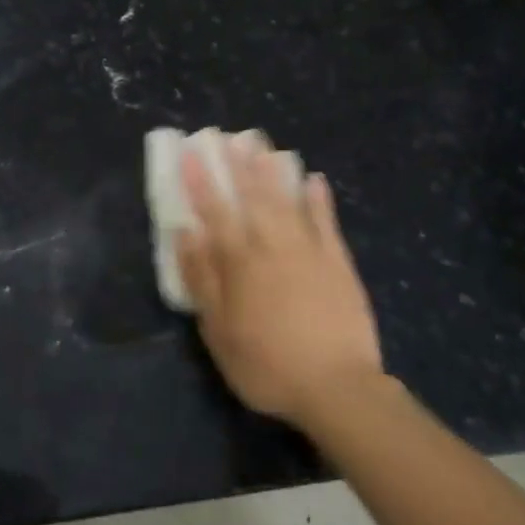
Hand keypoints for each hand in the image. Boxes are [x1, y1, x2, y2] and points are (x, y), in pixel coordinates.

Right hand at [176, 138, 385, 428]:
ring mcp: (309, 251)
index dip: (201, 181)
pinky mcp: (338, 263)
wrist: (336, 386)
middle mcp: (272, 246)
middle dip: (239, 165)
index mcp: (240, 262)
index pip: (215, 212)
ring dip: (273, 172)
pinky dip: (319, 200)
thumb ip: (202, 278)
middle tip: (231, 137)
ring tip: (264, 146)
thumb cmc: (266, 364)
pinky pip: (326, 222)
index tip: (191, 153)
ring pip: (287, 201)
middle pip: (253, 197)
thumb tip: (186, 233)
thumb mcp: (218, 330)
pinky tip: (314, 180)